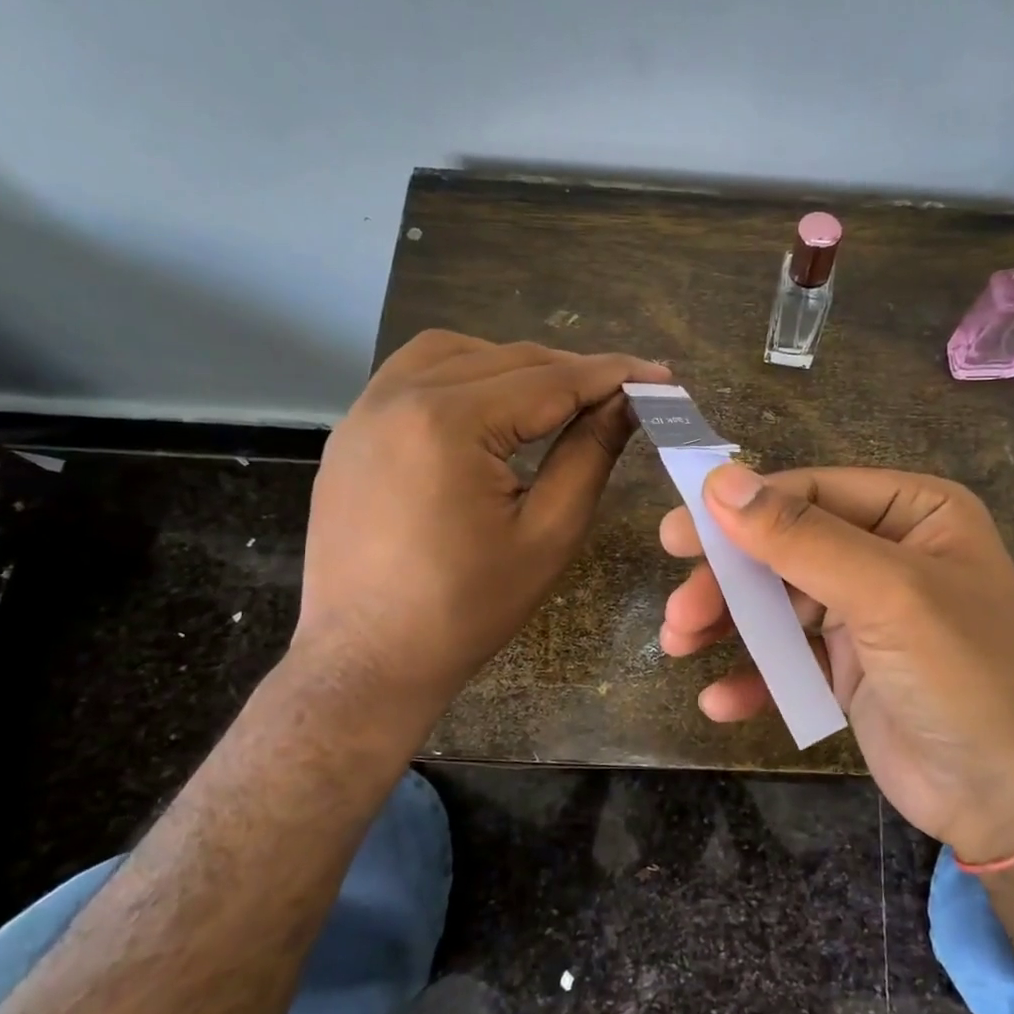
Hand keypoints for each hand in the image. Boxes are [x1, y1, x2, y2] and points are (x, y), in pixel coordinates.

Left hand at [297, 330, 669, 723]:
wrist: (367, 660)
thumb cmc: (466, 609)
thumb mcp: (548, 534)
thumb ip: (590, 455)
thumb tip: (627, 402)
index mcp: (449, 423)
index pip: (551, 381)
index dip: (613, 375)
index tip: (660, 374)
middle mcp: (400, 396)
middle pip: (507, 360)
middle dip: (571, 371)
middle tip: (622, 392)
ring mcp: (366, 409)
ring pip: (458, 353)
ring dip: (516, 366)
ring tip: (558, 398)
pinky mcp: (353, 429)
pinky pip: (415, 374)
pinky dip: (464, 374)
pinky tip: (491, 407)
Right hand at [660, 464, 1013, 861]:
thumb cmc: (967, 676)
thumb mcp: (886, 594)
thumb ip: (800, 537)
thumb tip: (719, 481)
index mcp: (911, 512)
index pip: (810, 492)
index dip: (741, 509)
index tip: (678, 535)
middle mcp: (887, 553)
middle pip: (785, 547)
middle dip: (730, 578)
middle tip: (680, 608)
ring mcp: (867, 613)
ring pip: (778, 602)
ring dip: (729, 623)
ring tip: (679, 644)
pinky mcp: (850, 669)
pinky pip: (790, 657)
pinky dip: (755, 675)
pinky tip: (722, 702)